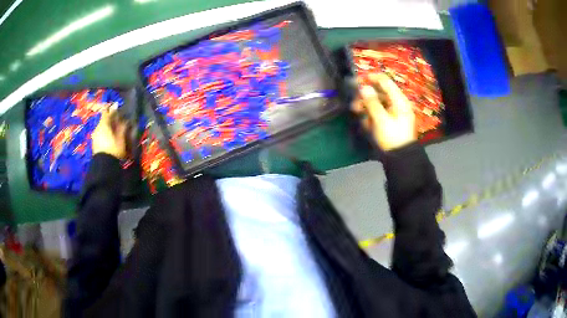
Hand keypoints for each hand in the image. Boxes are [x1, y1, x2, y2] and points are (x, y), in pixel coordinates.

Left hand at [92, 109, 126, 158]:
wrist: (104, 165)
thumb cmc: (114, 149)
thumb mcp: (120, 138)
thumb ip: (122, 127)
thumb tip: (125, 120)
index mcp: (103, 124)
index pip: (106, 112)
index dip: (111, 109)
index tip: (116, 106)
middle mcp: (97, 128)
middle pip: (103, 120)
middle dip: (109, 119)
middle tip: (116, 120)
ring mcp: (95, 137)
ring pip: (101, 128)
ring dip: (106, 127)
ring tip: (113, 130)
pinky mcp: (94, 144)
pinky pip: (99, 134)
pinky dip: (104, 133)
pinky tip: (108, 137)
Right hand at [352, 73, 415, 150]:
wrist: (400, 159)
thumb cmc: (392, 137)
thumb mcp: (381, 119)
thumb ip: (372, 102)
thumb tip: (363, 86)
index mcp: (399, 100)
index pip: (385, 81)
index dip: (371, 78)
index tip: (357, 80)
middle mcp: (396, 104)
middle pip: (379, 92)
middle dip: (365, 96)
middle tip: (354, 103)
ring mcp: (393, 113)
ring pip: (377, 103)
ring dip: (366, 107)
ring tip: (357, 113)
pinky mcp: (388, 122)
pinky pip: (377, 114)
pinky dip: (370, 117)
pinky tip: (366, 124)